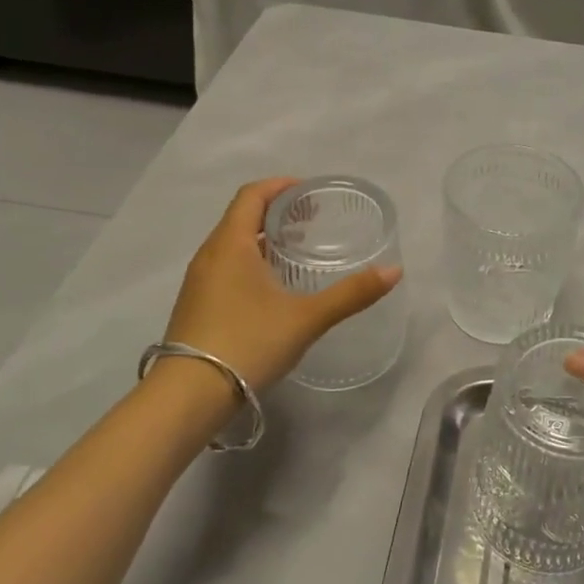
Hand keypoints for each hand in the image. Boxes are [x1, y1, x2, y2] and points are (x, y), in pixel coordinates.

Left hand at [164, 178, 401, 391]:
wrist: (188, 397)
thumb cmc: (248, 343)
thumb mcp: (307, 318)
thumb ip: (351, 294)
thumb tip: (395, 271)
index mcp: (231, 244)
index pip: (252, 195)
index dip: (281, 186)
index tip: (310, 192)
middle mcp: (209, 255)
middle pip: (241, 216)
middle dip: (277, 211)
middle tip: (312, 220)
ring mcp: (198, 282)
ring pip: (232, 243)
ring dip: (263, 237)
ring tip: (296, 250)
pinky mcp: (196, 305)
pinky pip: (225, 266)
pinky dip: (251, 260)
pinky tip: (272, 286)